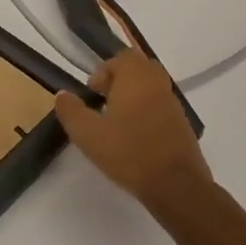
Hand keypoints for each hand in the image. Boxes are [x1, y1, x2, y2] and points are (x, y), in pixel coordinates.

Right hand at [54, 51, 212, 214]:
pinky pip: (161, 106)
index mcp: (136, 78)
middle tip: (104, 101)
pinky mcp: (183, 125)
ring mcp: (173, 104)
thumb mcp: (88, 134)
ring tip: (117, 121)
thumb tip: (62, 95)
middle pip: (139, 68)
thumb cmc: (128, 153)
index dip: (104, 71)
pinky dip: (148, 112)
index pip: (122, 58)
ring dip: (134, 96)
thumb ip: (71, 111)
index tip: (93, 93)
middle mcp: (157, 84)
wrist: (176, 186)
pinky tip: (135, 137)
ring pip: (152, 87)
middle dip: (120, 80)